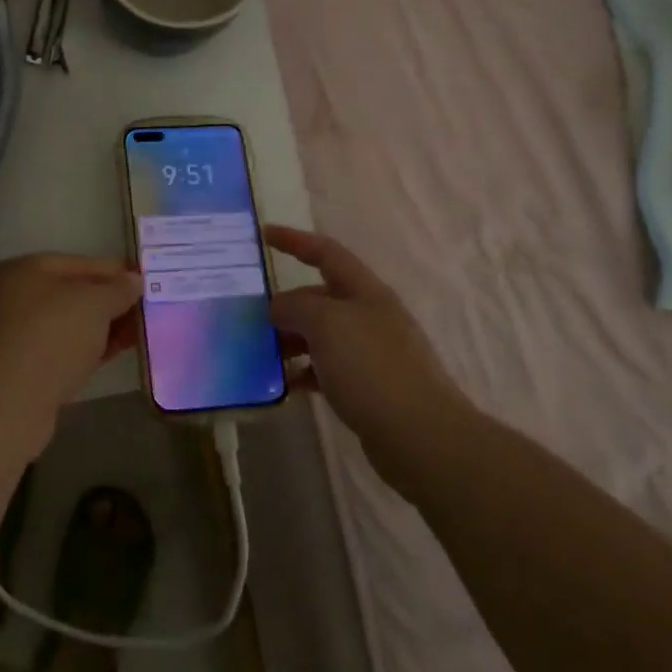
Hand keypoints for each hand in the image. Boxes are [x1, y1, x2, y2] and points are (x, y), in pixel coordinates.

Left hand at [0, 254, 142, 435]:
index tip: (143, 282)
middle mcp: (11, 296)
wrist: (8, 403)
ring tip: (135, 335)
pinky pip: (58, 349)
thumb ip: (118, 290)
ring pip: (66, 324)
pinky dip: (84, 349)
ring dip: (100, 328)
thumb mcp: (94, 304)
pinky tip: (110, 354)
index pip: (78, 263)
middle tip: (143, 312)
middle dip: (109, 303)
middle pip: (71, 294)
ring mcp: (11, 333)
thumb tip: (133, 280)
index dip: (114, 272)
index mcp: (23, 269)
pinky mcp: (16, 367)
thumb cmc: (51, 337)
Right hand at [266, 225, 462, 493]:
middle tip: (250, 316)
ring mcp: (371, 353)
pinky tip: (285, 385)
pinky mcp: (368, 387)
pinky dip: (304, 372)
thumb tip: (277, 307)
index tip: (264, 235)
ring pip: (321, 335)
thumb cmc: (372, 367)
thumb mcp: (326, 324)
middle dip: (286, 303)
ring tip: (261, 354)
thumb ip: (295, 306)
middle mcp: (369, 315)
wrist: (421, 436)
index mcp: (364, 291)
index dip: (295, 240)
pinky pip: (327, 369)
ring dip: (290, 340)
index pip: (326, 252)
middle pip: (320, 297)